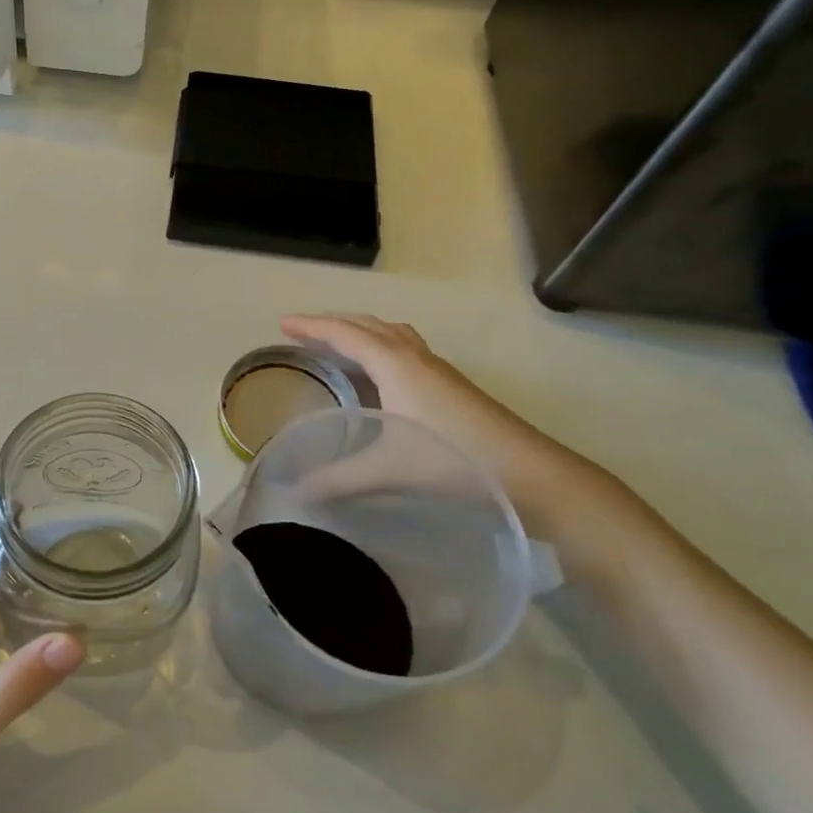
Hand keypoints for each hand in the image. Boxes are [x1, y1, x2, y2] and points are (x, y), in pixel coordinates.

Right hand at [280, 314, 623, 544]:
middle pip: (368, 325)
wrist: (529, 472)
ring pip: (391, 334)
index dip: (312, 327)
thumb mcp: (386, 470)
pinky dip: (382, 347)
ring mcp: (437, 369)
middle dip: (333, 323)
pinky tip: (380, 375)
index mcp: (394, 364)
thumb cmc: (452, 459)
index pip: (345, 334)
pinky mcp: (451, 385)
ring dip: (361, 331)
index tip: (282, 324)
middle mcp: (414, 357)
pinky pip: (405, 348)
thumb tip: (295, 489)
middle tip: (303, 332)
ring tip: (338, 343)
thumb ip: (338, 478)